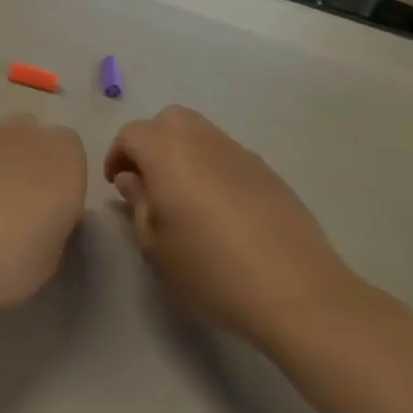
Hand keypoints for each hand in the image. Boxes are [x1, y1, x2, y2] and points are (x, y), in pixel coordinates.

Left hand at [0, 116, 87, 325]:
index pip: (72, 157)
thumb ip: (51, 228)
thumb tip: (38, 223)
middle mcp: (28, 132)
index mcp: (66, 159)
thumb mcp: (49, 259)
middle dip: (25, 165)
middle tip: (11, 208)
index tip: (46, 213)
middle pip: (32, 141)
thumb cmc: (7, 258)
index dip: (59, 183)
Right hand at [104, 106, 354, 339]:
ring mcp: (240, 153)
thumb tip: (133, 179)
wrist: (295, 292)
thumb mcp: (155, 246)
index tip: (117, 185)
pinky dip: (212, 167)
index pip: (132, 134)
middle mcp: (203, 141)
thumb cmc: (210, 270)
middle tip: (148, 181)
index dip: (118, 155)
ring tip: (182, 196)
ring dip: (182, 152)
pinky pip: (227, 155)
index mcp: (168, 153)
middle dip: (151, 142)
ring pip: (201, 133)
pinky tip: (219, 209)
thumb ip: (138, 204)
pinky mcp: (268, 172)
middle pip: (169, 120)